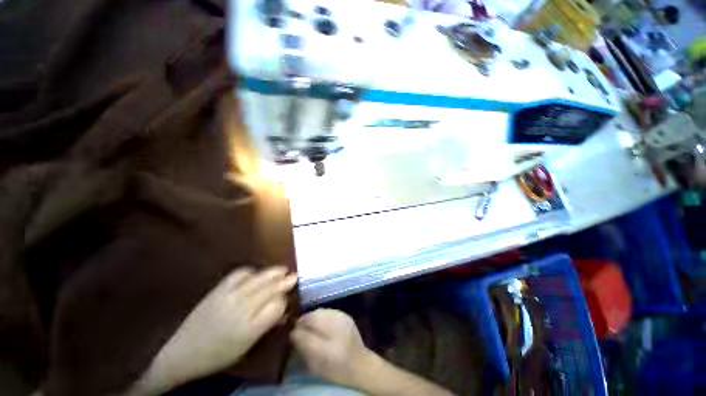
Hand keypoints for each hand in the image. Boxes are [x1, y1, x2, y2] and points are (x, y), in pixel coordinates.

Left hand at [133, 267, 297, 394]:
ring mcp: (229, 297)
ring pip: (258, 279)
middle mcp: (241, 310)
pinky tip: (256, 273)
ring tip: (282, 269)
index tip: (287, 299)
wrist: (182, 352)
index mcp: (249, 329)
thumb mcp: (246, 347)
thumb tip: (282, 309)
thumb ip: (265, 325)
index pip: (276, 307)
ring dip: (272, 273)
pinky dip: (252, 271)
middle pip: (269, 289)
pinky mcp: (218, 290)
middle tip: (294, 275)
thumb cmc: (218, 355)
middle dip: (284, 281)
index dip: (284, 301)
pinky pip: (239, 274)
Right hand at [291, 309, 372, 386]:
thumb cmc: (335, 367)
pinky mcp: (345, 315)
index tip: (292, 333)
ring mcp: (342, 316)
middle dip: (304, 321)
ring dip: (313, 318)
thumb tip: (293, 332)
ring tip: (310, 327)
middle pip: (313, 315)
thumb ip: (303, 345)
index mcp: (328, 338)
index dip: (297, 328)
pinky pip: (328, 311)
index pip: (306, 326)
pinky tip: (322, 324)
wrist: (359, 365)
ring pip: (320, 311)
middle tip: (300, 330)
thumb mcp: (315, 363)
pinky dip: (322, 316)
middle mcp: (336, 323)